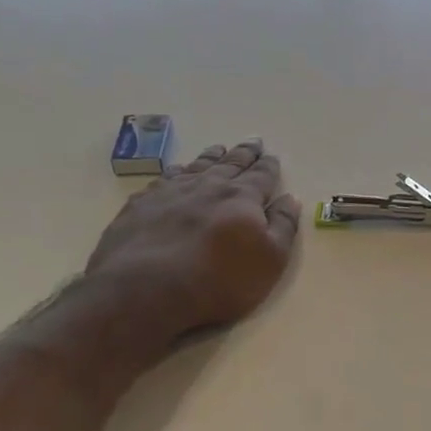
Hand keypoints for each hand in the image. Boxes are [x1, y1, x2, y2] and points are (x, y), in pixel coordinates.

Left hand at [83, 138, 300, 338]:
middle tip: (253, 141)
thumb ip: (283, 226)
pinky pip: (164, 179)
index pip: (261, 176)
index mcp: (242, 198)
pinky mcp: (141, 205)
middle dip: (244, 153)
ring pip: (196, 167)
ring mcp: (171, 193)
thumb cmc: (220, 280)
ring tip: (218, 149)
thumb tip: (289, 198)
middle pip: (230, 164)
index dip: (269, 166)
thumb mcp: (270, 259)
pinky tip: (176, 172)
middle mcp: (208, 187)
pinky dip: (176, 172)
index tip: (273, 155)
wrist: (145, 289)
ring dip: (210, 157)